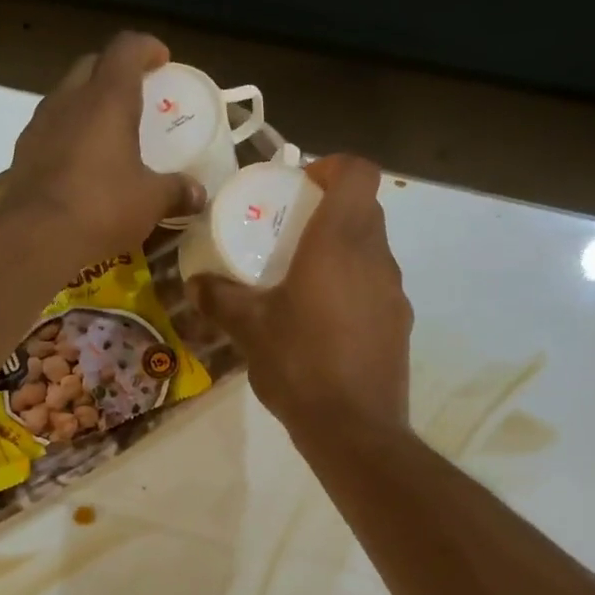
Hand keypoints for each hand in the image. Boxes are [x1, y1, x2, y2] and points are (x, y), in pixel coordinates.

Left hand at [5, 32, 203, 253]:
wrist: (34, 237)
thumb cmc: (101, 207)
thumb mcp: (150, 201)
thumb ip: (176, 191)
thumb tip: (199, 194)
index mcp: (107, 98)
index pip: (125, 48)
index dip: (146, 47)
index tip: (161, 59)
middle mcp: (69, 100)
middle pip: (92, 65)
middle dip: (115, 71)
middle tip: (137, 95)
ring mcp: (40, 124)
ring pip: (67, 96)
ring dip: (88, 103)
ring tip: (109, 130)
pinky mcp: (23, 152)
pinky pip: (51, 128)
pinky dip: (70, 133)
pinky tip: (82, 163)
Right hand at [189, 154, 412, 435]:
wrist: (354, 429)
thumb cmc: (299, 364)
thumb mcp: (248, 329)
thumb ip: (220, 299)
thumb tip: (195, 284)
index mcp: (339, 243)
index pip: (358, 172)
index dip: (332, 166)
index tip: (301, 185)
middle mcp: (375, 257)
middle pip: (365, 208)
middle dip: (330, 208)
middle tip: (290, 231)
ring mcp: (394, 292)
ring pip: (372, 248)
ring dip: (342, 249)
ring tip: (301, 278)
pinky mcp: (399, 323)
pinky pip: (376, 284)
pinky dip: (352, 284)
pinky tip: (322, 320)